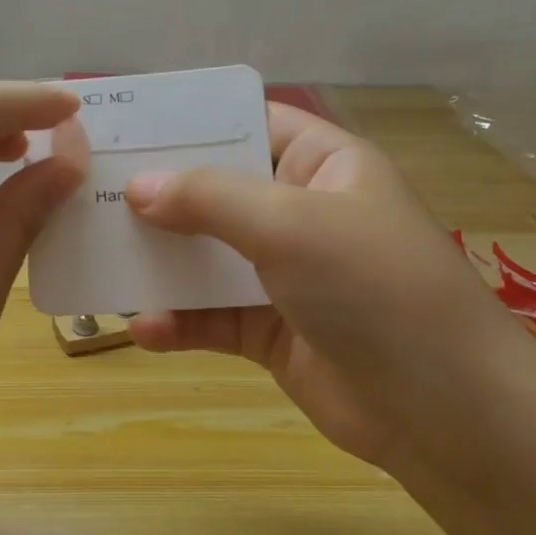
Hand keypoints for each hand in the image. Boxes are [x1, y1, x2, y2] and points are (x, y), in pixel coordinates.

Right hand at [126, 104, 535, 469]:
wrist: (445, 413)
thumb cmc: (375, 290)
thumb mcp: (291, 225)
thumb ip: (210, 199)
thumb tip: (137, 187)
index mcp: (321, 165)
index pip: (248, 122)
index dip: (191, 121)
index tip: (125, 125)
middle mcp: (300, 213)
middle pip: (215, 191)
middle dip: (157, 196)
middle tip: (90, 195)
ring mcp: (284, 275)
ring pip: (206, 257)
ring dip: (159, 263)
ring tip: (100, 263)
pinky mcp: (270, 331)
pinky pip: (211, 318)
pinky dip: (179, 322)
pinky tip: (144, 328)